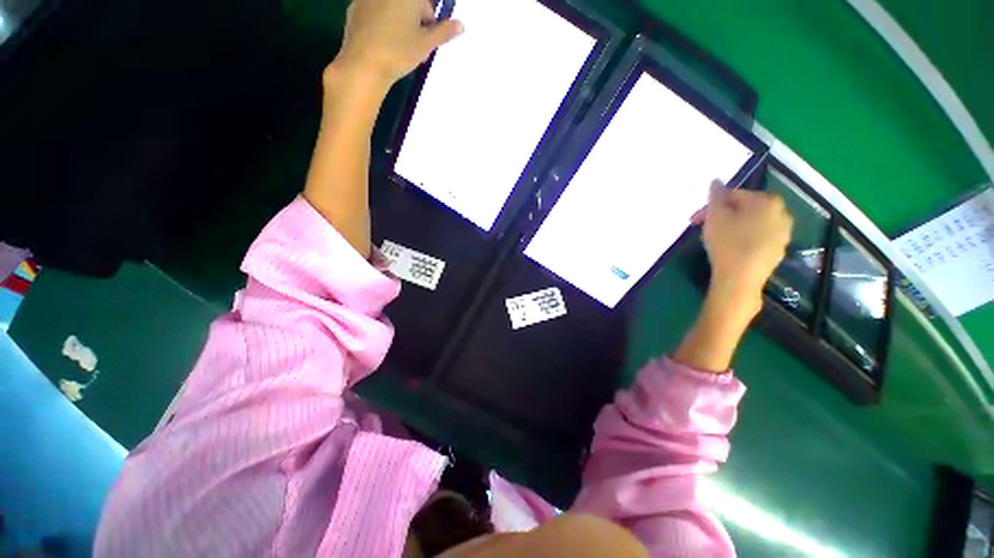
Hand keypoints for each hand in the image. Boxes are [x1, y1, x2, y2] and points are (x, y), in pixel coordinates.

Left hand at [334, 0, 463, 91]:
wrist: (364, 63)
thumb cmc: (399, 52)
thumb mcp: (426, 44)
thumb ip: (444, 32)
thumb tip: (461, 25)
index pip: (427, 8)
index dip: (429, 26)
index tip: (425, 44)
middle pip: (408, 6)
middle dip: (413, 24)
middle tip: (413, 49)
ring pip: (391, 10)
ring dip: (398, 24)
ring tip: (397, 48)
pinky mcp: (355, 8)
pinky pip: (374, 13)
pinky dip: (380, 25)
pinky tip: (381, 44)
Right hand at [701, 180, 792, 306]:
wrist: (741, 278)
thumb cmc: (728, 242)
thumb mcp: (716, 216)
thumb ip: (716, 196)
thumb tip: (716, 181)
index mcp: (767, 201)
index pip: (735, 195)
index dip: (712, 206)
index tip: (696, 219)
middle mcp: (781, 213)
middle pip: (745, 209)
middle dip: (722, 216)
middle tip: (704, 228)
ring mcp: (783, 234)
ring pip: (752, 223)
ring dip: (733, 226)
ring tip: (716, 238)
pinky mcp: (778, 251)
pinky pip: (758, 238)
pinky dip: (744, 238)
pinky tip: (730, 249)